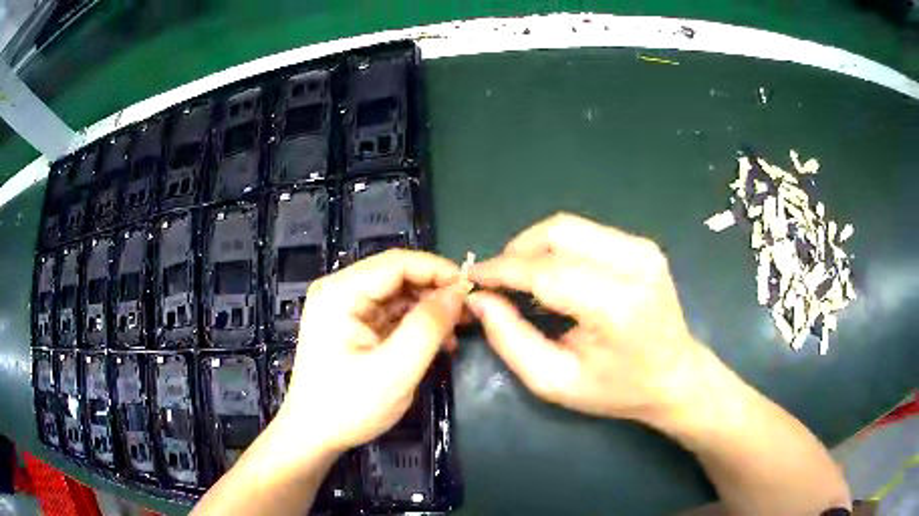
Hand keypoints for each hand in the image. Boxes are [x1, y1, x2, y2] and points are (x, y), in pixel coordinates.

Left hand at [277, 249, 465, 453]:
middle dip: (436, 290)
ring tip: (457, 332)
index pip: (397, 263)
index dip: (438, 270)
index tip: (472, 290)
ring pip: (398, 293)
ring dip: (429, 308)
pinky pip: (391, 312)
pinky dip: (416, 323)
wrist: (314, 435)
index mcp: (340, 292)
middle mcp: (340, 290)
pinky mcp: (353, 324)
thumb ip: (427, 327)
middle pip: (397, 275)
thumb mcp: (395, 370)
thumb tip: (457, 293)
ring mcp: (345, 307)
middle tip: (469, 313)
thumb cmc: (349, 406)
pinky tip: (437, 342)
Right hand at [467, 213, 706, 421]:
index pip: (544, 271)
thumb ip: (510, 339)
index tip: (473, 277)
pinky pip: (586, 233)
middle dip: (516, 252)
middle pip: (556, 233)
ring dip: (535, 247)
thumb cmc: (617, 390)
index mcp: (615, 305)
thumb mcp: (555, 381)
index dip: (501, 270)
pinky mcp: (643, 245)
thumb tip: (479, 299)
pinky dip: (558, 248)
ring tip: (520, 277)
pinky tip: (552, 273)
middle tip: (497, 281)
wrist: (676, 377)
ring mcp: (642, 249)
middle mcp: (633, 264)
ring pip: (569, 227)